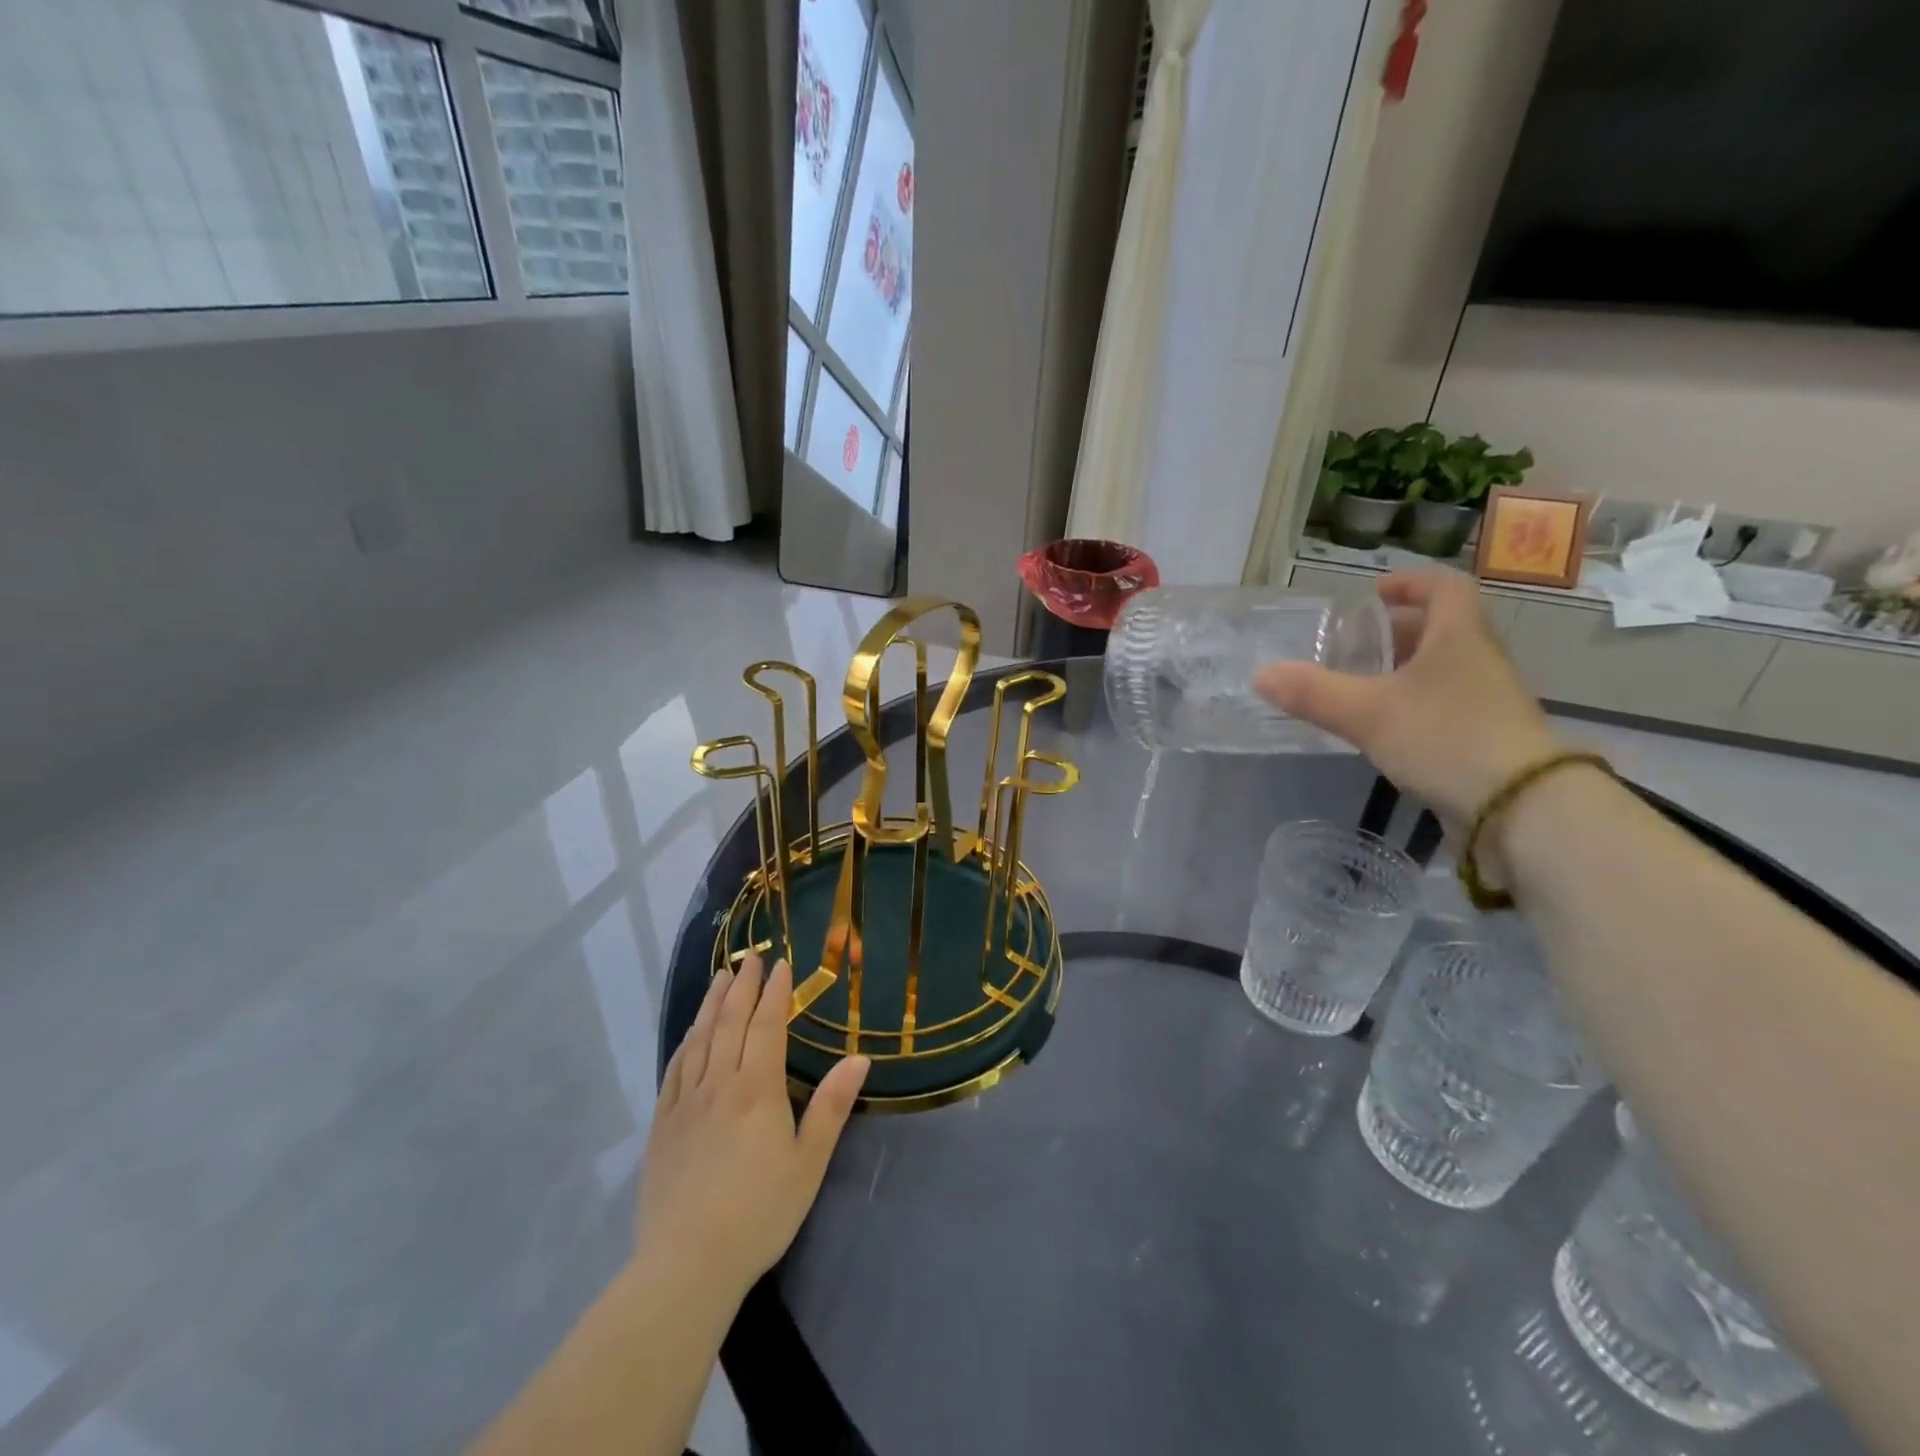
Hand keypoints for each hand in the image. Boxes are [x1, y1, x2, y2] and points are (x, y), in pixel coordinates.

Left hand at [633, 954, 868, 1306]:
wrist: (686, 1266)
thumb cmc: (759, 1214)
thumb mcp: (808, 1163)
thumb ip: (831, 1107)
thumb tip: (859, 1059)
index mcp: (757, 1090)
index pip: (766, 1027)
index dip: (775, 993)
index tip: (781, 964)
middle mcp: (719, 1085)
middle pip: (730, 1023)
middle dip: (743, 987)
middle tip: (751, 958)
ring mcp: (685, 1104)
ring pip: (700, 1040)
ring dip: (711, 1004)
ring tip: (720, 978)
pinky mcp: (663, 1126)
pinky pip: (674, 1071)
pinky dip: (686, 1043)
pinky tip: (690, 1034)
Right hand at [1253, 570, 1560, 823]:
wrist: (1520, 808)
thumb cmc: (1446, 737)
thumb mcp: (1369, 713)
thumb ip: (1313, 693)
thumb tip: (1260, 674)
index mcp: (1458, 637)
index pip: (1444, 588)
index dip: (1411, 583)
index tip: (1375, 593)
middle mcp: (1478, 661)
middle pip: (1441, 630)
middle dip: (1397, 632)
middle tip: (1355, 645)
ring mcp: (1486, 701)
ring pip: (1441, 670)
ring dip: (1403, 670)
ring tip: (1360, 685)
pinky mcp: (1484, 738)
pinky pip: (1443, 704)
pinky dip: (1411, 704)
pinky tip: (1383, 727)